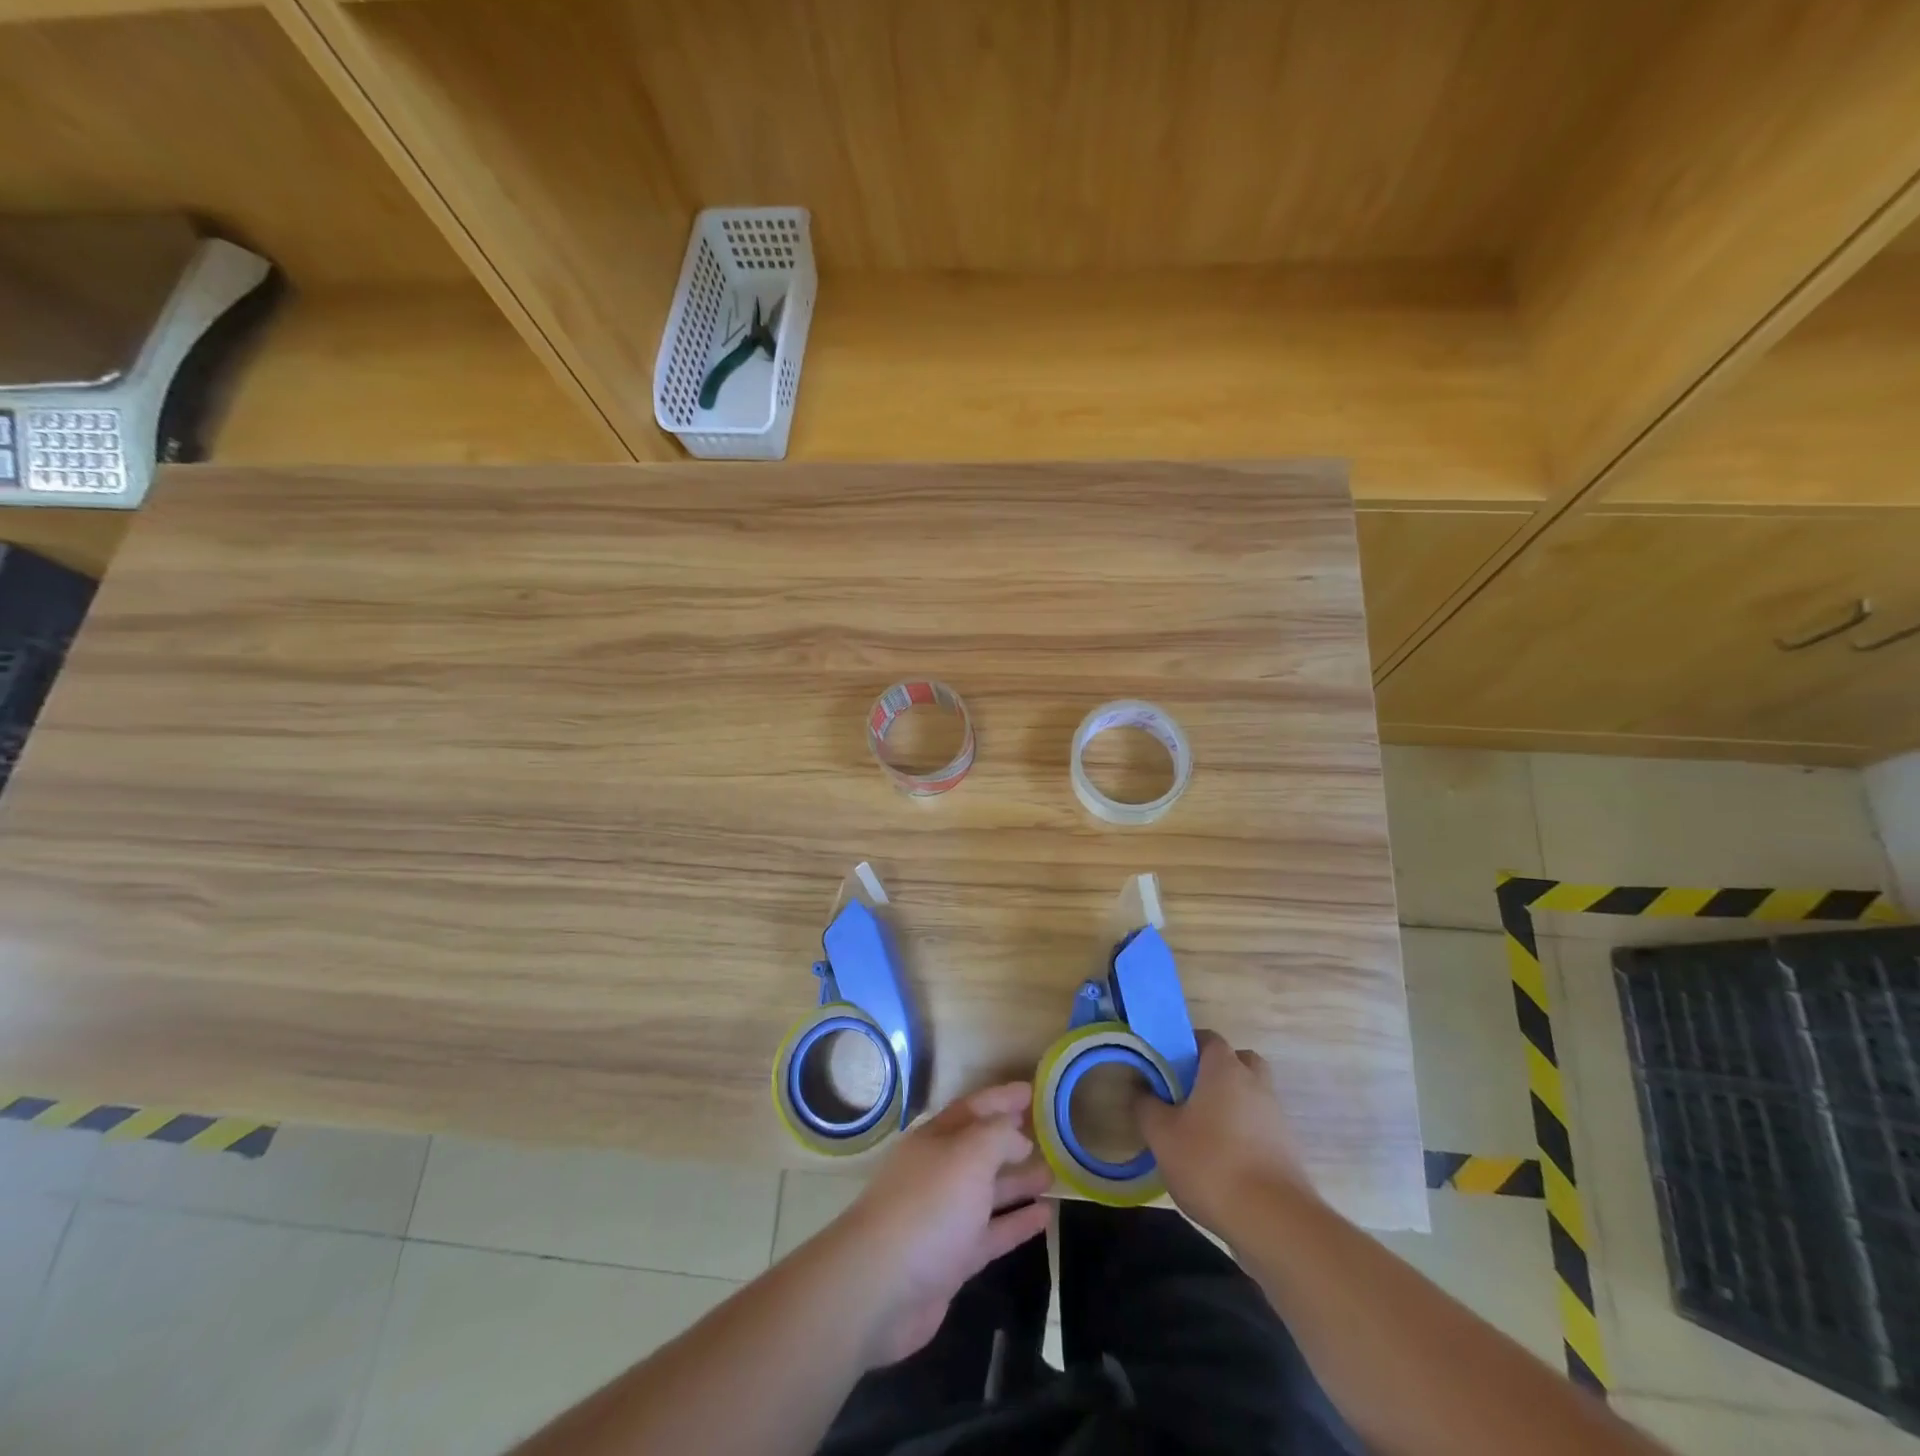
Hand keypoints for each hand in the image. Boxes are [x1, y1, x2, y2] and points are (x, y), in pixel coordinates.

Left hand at [829, 1083, 1052, 1366]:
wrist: (881, 1287)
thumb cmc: (928, 1206)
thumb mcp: (968, 1155)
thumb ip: (997, 1137)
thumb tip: (1017, 1135)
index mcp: (935, 1139)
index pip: (973, 1108)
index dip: (1002, 1098)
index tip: (1032, 1091)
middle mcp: (938, 1172)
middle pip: (979, 1149)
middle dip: (1011, 1140)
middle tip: (1049, 1134)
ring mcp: (944, 1217)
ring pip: (987, 1192)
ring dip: (1018, 1182)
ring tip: (1053, 1174)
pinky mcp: (951, 1259)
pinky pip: (991, 1233)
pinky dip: (1016, 1223)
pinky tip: (1045, 1217)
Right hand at [1138, 1030, 1315, 1237]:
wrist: (1274, 1222)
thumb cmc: (1211, 1164)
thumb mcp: (1162, 1135)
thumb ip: (1146, 1106)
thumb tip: (1141, 1089)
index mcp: (1225, 1069)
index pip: (1208, 1038)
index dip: (1187, 1045)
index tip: (1167, 1065)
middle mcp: (1256, 1084)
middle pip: (1238, 1062)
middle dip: (1216, 1071)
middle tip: (1189, 1092)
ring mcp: (1277, 1117)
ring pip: (1251, 1095)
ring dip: (1231, 1105)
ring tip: (1202, 1131)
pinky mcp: (1288, 1150)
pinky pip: (1261, 1127)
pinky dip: (1244, 1134)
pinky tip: (1223, 1161)